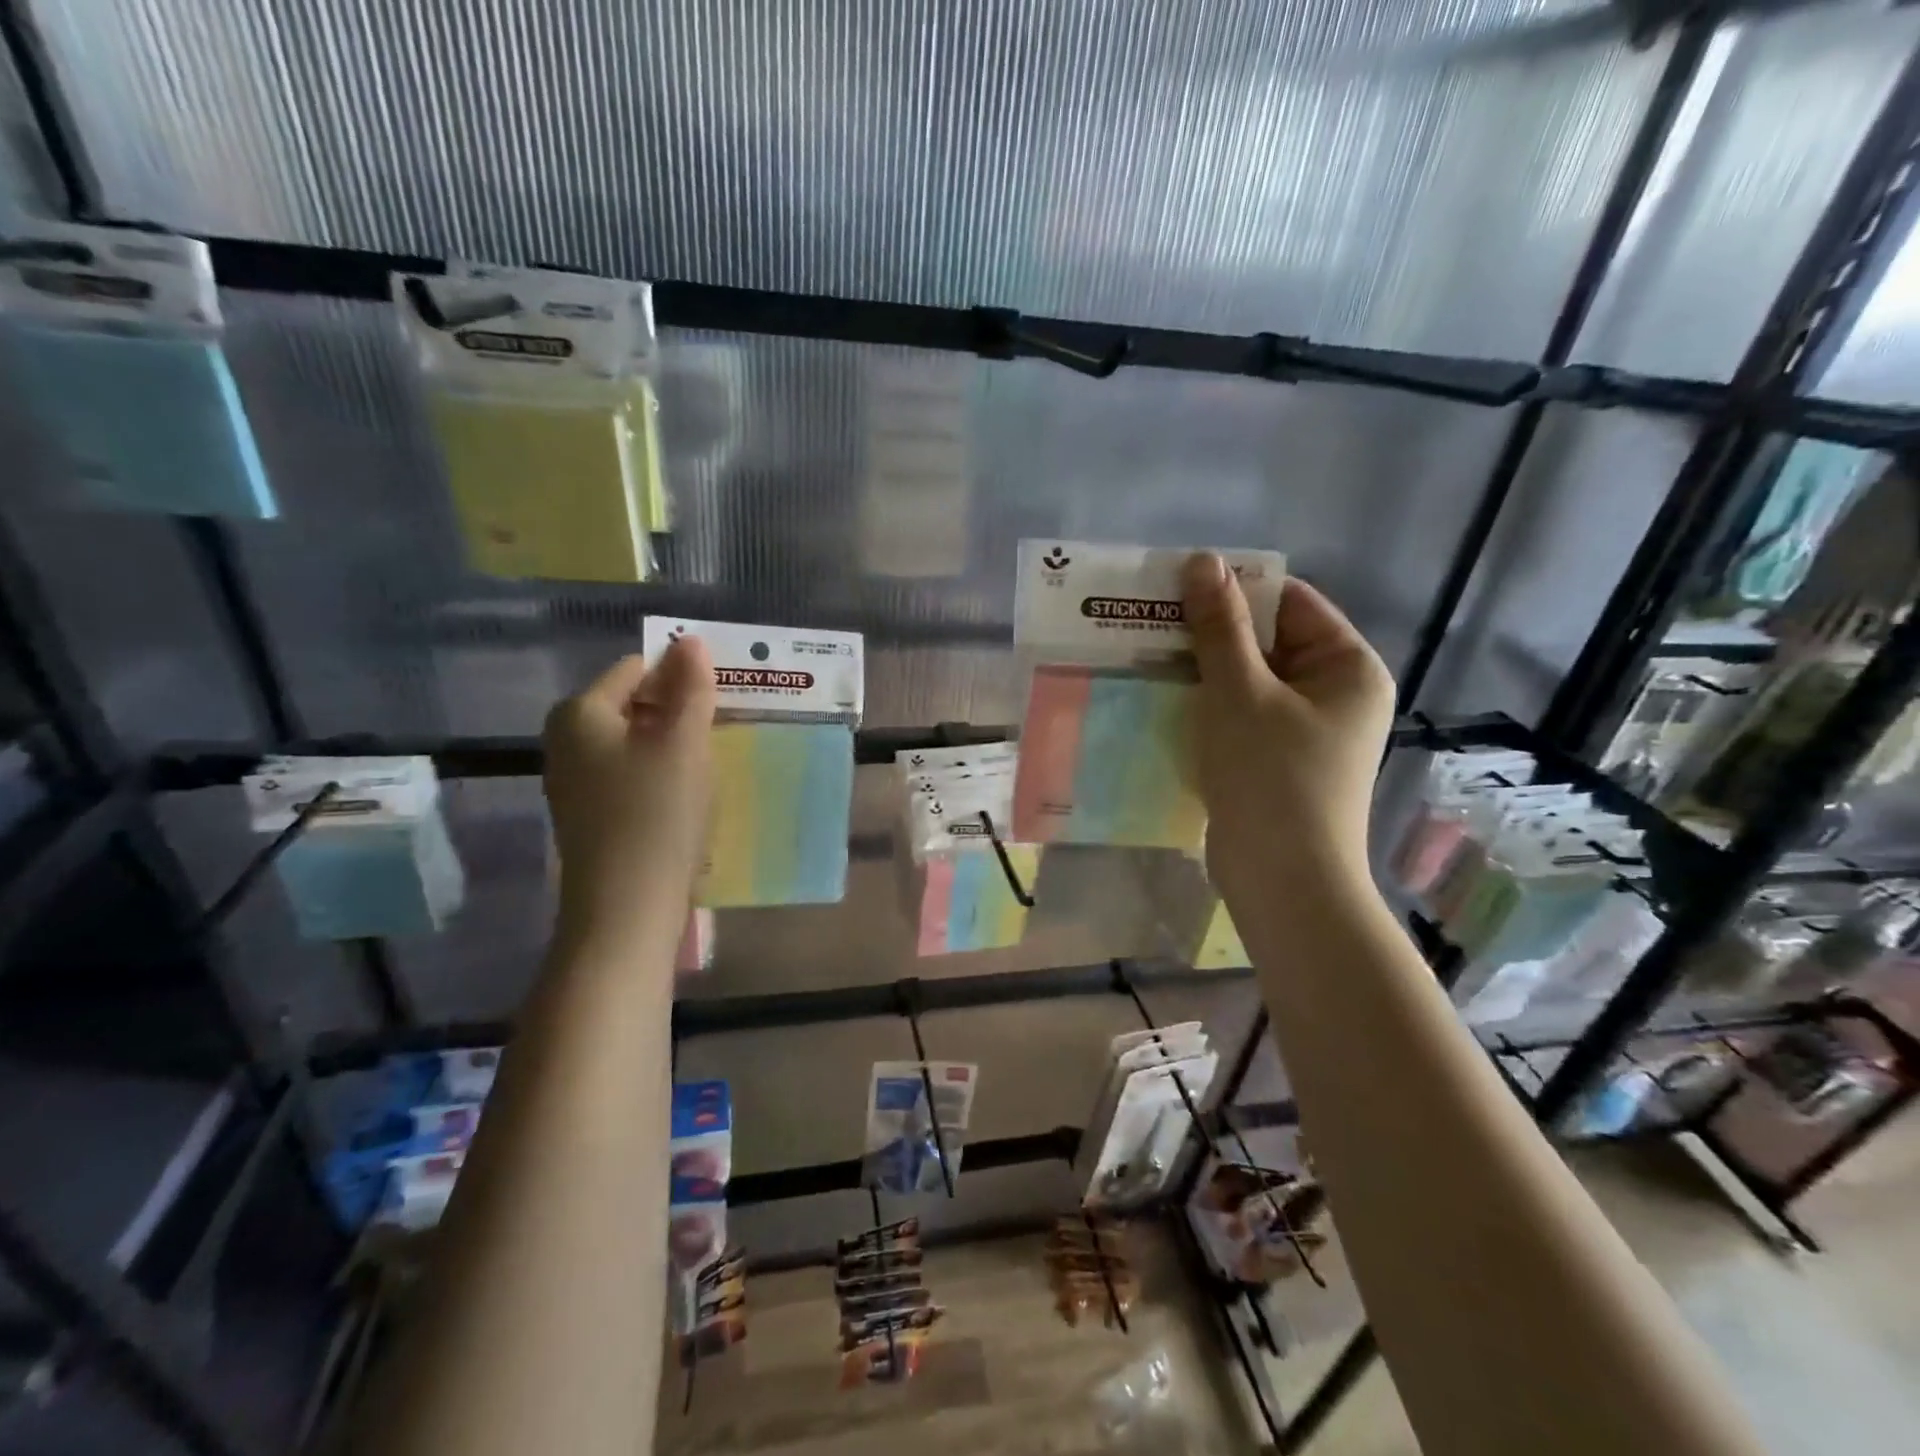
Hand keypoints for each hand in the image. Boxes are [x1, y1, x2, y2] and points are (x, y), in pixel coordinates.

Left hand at [543, 639, 715, 943]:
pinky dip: (659, 776)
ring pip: (634, 743)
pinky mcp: (589, 815)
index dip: (681, 675)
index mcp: (580, 713)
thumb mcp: (684, 743)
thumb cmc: (656, 814)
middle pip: (633, 705)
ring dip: (673, 746)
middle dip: (678, 711)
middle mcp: (566, 740)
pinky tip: (686, 798)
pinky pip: (630, 775)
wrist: (626, 908)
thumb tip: (691, 641)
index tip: (719, 699)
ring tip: (709, 764)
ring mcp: (574, 781)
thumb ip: (691, 688)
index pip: (636, 669)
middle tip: (720, 731)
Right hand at [1181, 553, 1394, 902]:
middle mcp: (1334, 694)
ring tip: (1146, 656)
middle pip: (1268, 642)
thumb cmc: (1271, 777)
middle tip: (1150, 622)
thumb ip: (1219, 627)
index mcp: (1347, 667)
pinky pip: (1241, 717)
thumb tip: (1202, 561)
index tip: (1176, 589)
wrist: (1282, 881)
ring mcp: (1306, 732)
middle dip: (1211, 633)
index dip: (1235, 590)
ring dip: (1202, 670)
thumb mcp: (1240, 693)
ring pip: (1248, 682)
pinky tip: (1163, 701)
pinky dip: (1207, 707)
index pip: (1290, 603)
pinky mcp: (1277, 762)